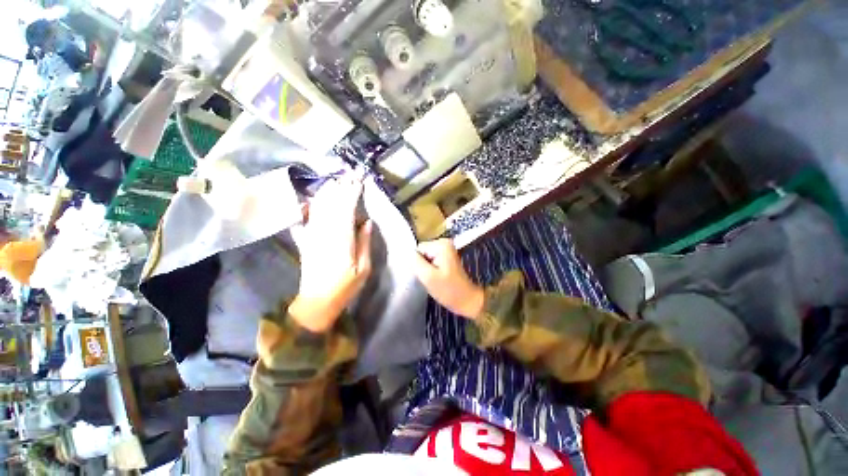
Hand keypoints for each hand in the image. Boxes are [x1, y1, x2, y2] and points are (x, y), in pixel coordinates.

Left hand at [289, 177, 372, 332]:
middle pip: (331, 205)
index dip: (352, 193)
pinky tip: (309, 199)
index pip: (346, 210)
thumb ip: (364, 243)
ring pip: (318, 208)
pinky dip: (307, 207)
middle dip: (340, 187)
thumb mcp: (363, 269)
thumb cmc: (345, 288)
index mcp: (341, 241)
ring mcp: (312, 236)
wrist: (316, 303)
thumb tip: (366, 222)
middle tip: (348, 174)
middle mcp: (324, 234)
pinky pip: (304, 219)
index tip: (359, 181)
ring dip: (326, 192)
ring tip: (334, 180)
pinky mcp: (305, 241)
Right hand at [414, 239, 484, 319]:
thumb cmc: (449, 290)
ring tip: (434, 279)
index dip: (417, 264)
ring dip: (426, 269)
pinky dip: (430, 270)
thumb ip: (415, 262)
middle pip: (421, 252)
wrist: (467, 300)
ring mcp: (446, 250)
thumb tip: (406, 254)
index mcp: (441, 244)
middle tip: (430, 278)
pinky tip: (436, 278)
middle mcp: (444, 243)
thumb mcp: (428, 277)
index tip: (425, 275)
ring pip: (424, 258)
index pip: (417, 250)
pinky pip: (430, 261)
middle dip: (422, 266)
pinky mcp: (446, 257)